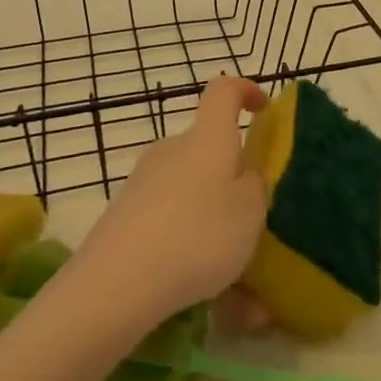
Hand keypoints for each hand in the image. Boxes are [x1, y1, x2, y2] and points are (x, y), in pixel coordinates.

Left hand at [72, 76, 268, 324]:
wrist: (116, 285)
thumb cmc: (197, 236)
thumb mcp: (250, 212)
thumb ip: (256, 186)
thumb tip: (244, 174)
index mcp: (207, 140)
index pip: (224, 91)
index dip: (246, 90)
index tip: (264, 110)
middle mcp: (172, 151)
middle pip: (208, 148)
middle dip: (233, 175)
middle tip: (255, 215)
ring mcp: (143, 183)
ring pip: (191, 191)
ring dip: (213, 218)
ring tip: (236, 274)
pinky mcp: (125, 216)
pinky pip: (171, 221)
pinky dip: (190, 244)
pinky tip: (205, 290)